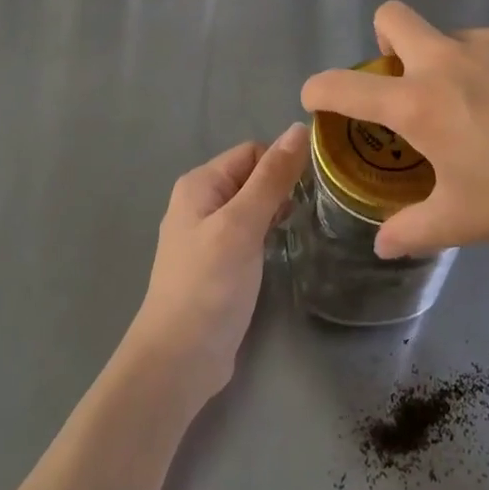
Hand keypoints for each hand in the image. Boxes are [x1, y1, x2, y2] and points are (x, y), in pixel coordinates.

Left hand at [123, 124, 307, 412]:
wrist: (178, 361)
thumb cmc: (209, 285)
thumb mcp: (242, 225)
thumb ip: (271, 178)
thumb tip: (299, 128)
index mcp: (200, 184)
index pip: (252, 152)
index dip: (281, 164)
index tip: (309, 189)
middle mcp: (200, 202)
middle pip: (252, 177)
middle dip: (280, 188)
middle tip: (309, 212)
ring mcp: (207, 235)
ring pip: (252, 206)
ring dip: (276, 212)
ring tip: (299, 230)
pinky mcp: (217, 264)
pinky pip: (248, 233)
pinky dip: (266, 236)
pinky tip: (280, 251)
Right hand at [301, 2, 488, 259]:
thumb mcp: (465, 222)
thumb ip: (412, 231)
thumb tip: (382, 244)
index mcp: (420, 104)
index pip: (346, 87)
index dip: (320, 89)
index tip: (315, 98)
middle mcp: (447, 59)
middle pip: (391, 16)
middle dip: (384, 42)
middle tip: (410, 87)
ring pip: (450, 37)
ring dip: (451, 65)